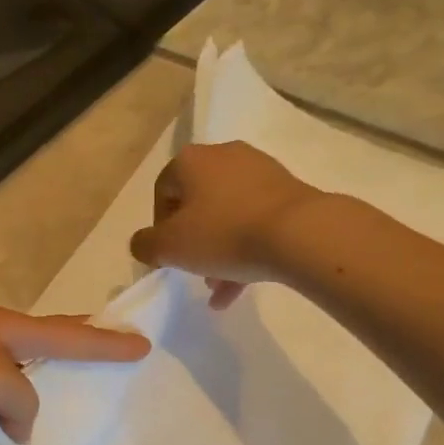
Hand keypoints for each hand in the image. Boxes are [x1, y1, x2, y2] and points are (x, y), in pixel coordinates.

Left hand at [0, 307, 149, 442]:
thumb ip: (23, 401)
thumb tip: (19, 422)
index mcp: (7, 327)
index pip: (69, 334)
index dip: (107, 341)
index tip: (143, 343)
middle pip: (42, 342)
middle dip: (75, 348)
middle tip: (107, 349)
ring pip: (9, 376)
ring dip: (29, 396)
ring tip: (55, 415)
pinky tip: (0, 441)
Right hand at [129, 142, 321, 307]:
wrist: (300, 233)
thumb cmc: (224, 234)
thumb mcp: (169, 247)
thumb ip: (144, 245)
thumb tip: (143, 244)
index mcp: (190, 161)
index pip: (162, 192)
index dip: (159, 228)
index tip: (167, 257)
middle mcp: (224, 156)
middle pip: (196, 204)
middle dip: (192, 242)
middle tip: (193, 271)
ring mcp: (259, 171)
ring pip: (227, 215)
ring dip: (218, 251)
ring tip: (218, 288)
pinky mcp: (287, 190)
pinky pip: (254, 220)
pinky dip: (244, 248)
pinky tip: (241, 286)